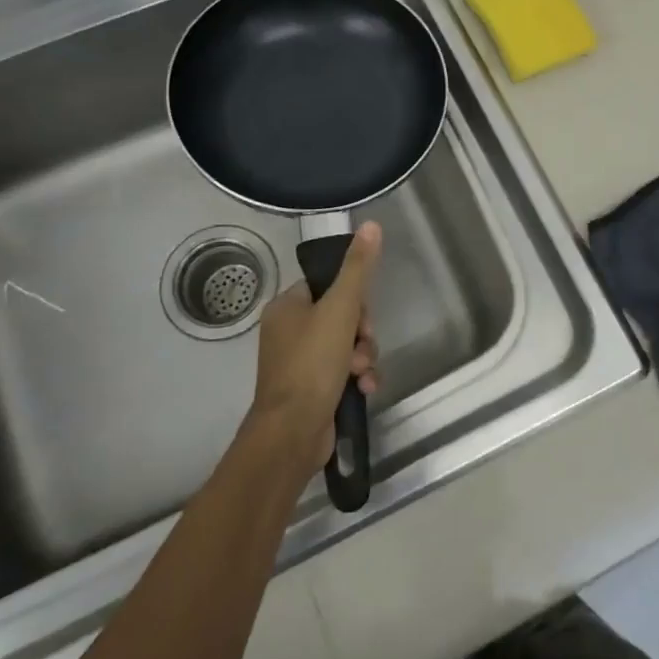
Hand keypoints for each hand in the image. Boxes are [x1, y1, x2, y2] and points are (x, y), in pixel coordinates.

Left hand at [248, 223, 382, 474]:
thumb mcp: (340, 309)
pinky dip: (357, 378)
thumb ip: (358, 268)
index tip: (363, 315)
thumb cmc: (312, 364)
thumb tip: (371, 225)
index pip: (328, 285)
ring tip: (362, 374)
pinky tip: (365, 389)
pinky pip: (343, 372)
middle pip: (341, 316)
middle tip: (363, 346)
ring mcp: (299, 363)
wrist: (292, 433)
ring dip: (363, 357)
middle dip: (361, 333)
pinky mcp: (311, 390)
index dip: (353, 299)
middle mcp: (288, 332)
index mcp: (287, 307)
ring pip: (347, 346)